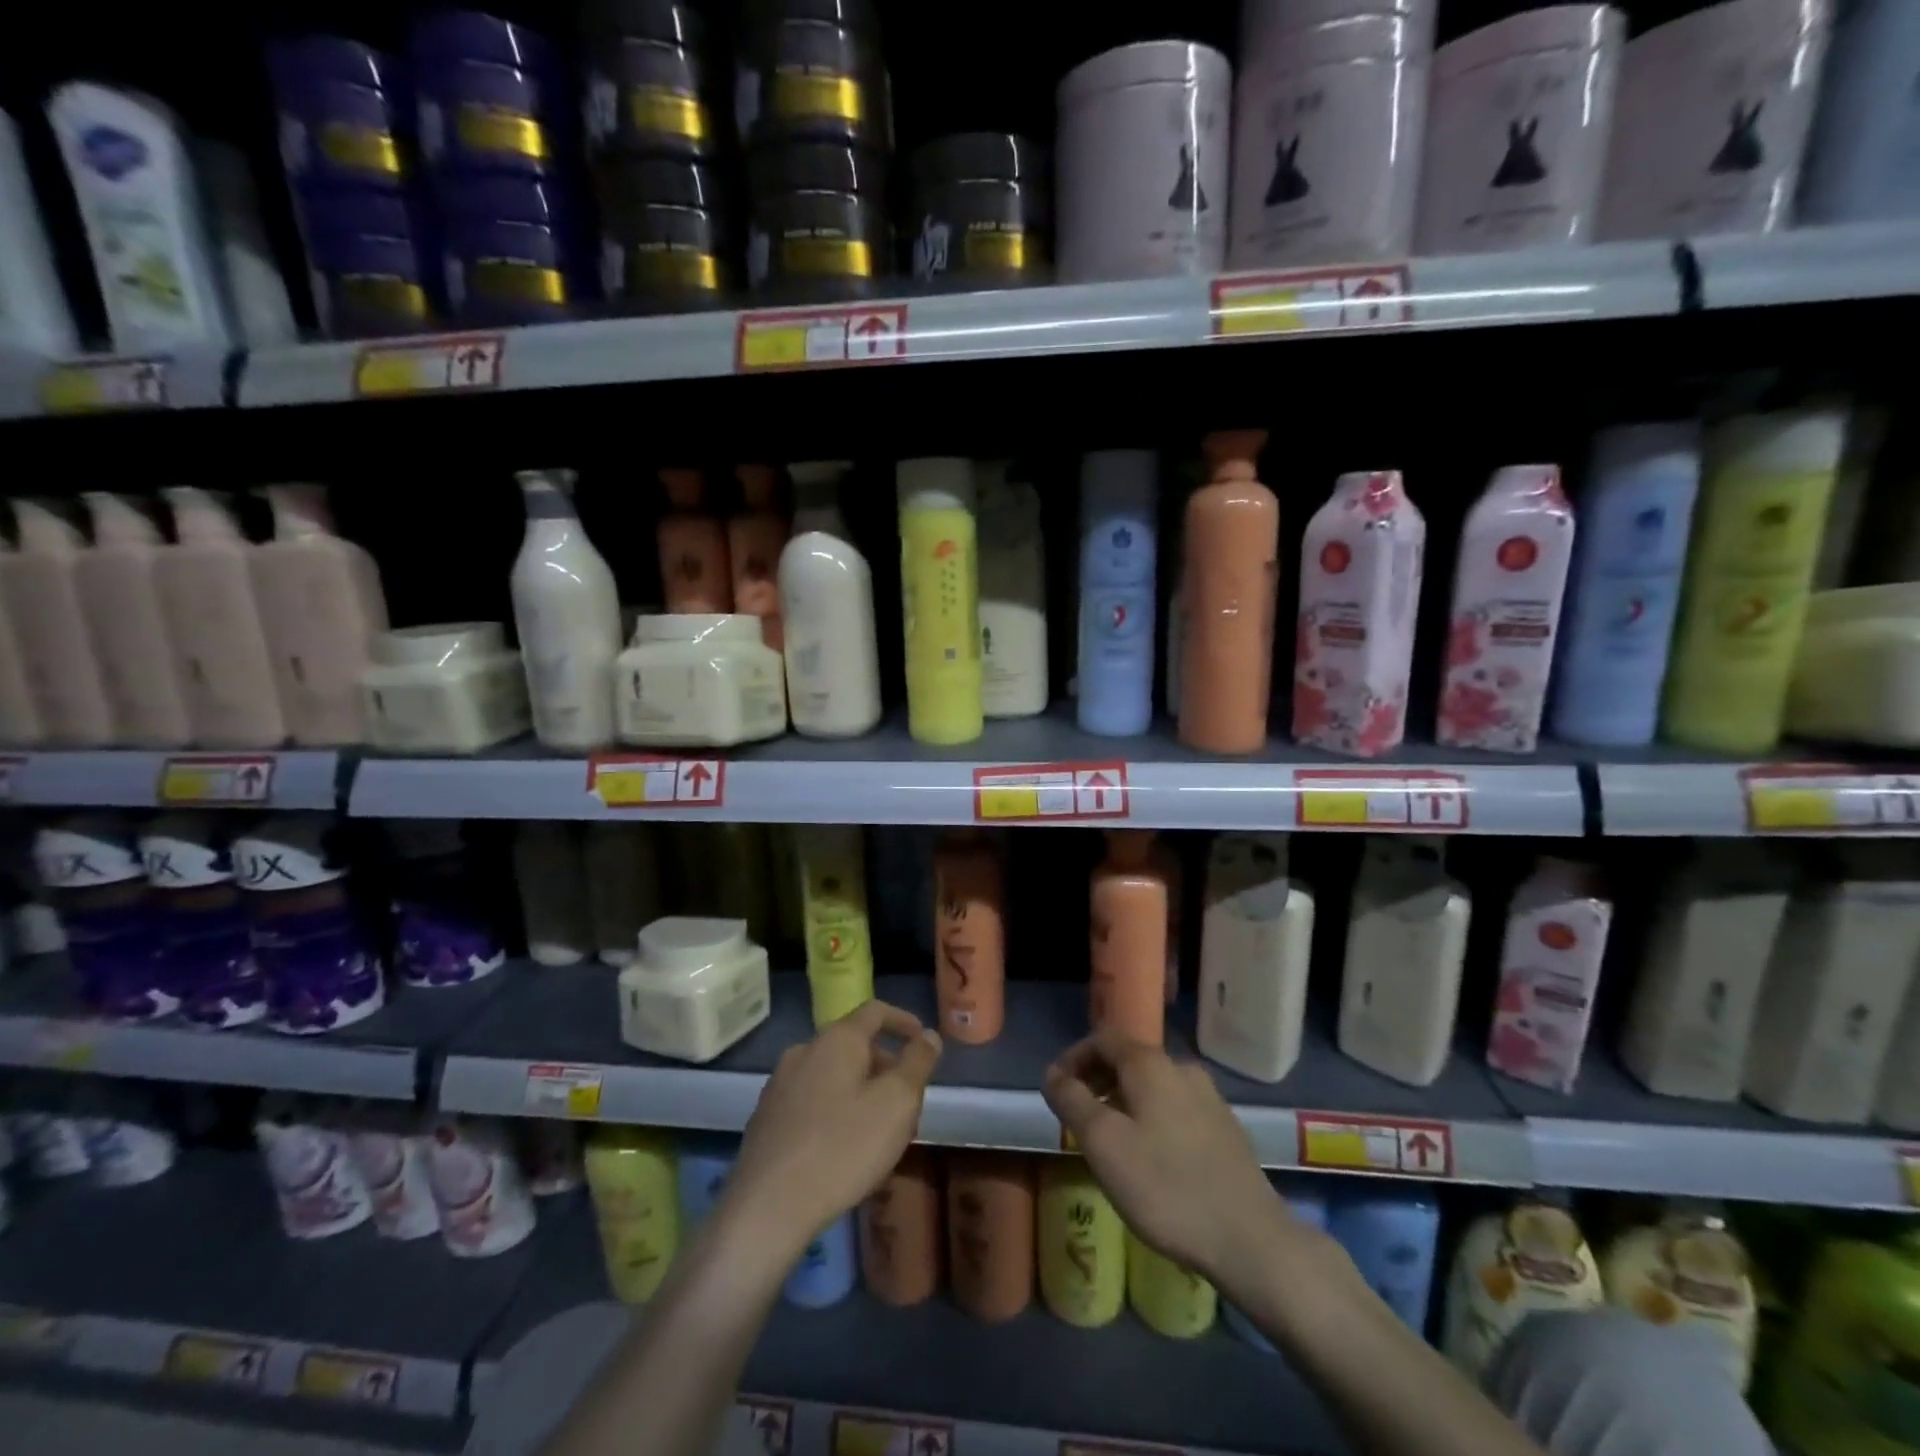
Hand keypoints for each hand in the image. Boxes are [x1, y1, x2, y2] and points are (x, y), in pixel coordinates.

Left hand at [721, 1001, 941, 1259]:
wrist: (767, 1207)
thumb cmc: (843, 1148)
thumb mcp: (898, 1103)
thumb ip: (917, 1063)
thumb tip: (928, 1036)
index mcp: (837, 1039)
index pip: (875, 1011)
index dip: (903, 1021)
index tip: (923, 1041)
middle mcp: (804, 1050)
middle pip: (853, 1044)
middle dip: (884, 1064)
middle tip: (906, 1099)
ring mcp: (780, 1083)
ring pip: (832, 1074)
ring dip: (859, 1089)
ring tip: (878, 1128)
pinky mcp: (766, 1117)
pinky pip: (811, 1099)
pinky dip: (834, 1109)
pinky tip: (842, 1148)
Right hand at [1043, 1029, 1299, 1286]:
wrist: (1251, 1239)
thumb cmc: (1166, 1186)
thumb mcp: (1103, 1143)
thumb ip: (1072, 1101)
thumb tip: (1053, 1073)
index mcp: (1150, 1064)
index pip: (1102, 1038)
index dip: (1073, 1057)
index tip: (1056, 1090)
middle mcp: (1182, 1068)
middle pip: (1128, 1059)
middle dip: (1097, 1080)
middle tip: (1078, 1117)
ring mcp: (1209, 1098)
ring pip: (1153, 1086)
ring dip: (1123, 1101)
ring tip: (1109, 1140)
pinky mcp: (1226, 1129)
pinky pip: (1175, 1108)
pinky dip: (1151, 1118)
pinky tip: (1150, 1158)